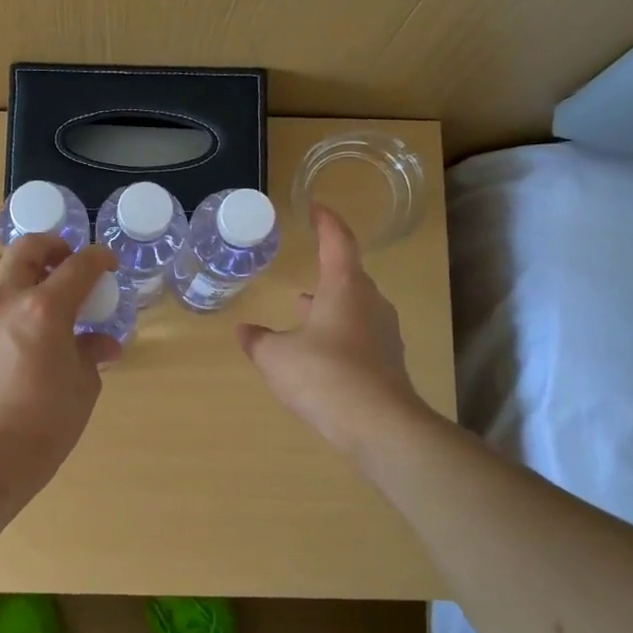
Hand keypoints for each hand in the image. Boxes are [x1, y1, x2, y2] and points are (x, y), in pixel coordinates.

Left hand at [0, 235, 120, 482]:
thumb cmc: (46, 423)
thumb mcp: (83, 385)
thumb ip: (92, 352)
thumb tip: (103, 343)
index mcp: (45, 309)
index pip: (78, 266)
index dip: (99, 259)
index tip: (108, 264)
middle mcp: (7, 299)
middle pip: (28, 248)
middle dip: (54, 247)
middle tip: (70, 264)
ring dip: (21, 263)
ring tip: (39, 284)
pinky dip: (3, 288)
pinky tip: (19, 315)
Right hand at [239, 204, 426, 457]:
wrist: (378, 425)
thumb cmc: (323, 376)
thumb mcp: (276, 357)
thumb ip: (258, 340)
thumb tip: (245, 331)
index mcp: (345, 287)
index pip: (337, 241)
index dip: (326, 221)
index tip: (316, 207)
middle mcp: (370, 303)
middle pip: (350, 274)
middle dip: (328, 268)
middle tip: (309, 263)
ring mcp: (383, 333)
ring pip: (355, 306)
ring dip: (331, 303)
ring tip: (304, 307)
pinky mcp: (388, 362)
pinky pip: (360, 334)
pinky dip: (339, 332)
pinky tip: (320, 350)